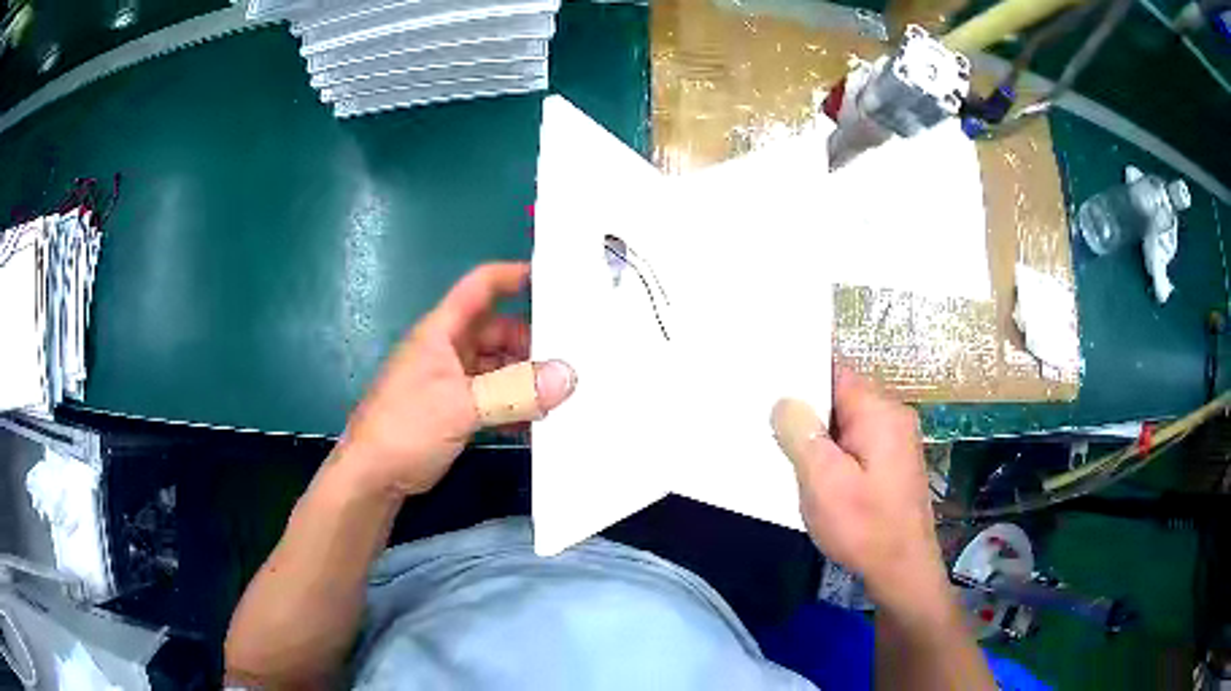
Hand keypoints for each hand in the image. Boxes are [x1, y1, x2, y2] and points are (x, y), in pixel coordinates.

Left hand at [335, 262, 574, 497]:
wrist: (372, 477)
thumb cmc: (407, 428)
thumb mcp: (462, 406)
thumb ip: (514, 392)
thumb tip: (568, 377)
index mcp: (442, 332)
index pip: (480, 287)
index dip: (511, 276)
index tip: (552, 277)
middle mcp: (447, 350)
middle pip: (496, 331)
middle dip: (529, 341)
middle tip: (569, 358)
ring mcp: (450, 381)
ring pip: (496, 367)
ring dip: (523, 379)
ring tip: (558, 395)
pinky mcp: (452, 410)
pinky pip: (491, 397)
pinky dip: (512, 405)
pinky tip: (534, 423)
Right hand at [771, 367, 947, 614]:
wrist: (901, 571)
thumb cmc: (863, 526)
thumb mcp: (823, 481)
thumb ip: (801, 434)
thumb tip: (785, 400)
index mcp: (879, 412)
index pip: (835, 374)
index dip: (800, 378)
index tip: (766, 388)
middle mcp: (892, 417)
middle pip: (840, 398)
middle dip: (807, 413)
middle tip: (768, 428)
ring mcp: (895, 441)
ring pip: (846, 424)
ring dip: (819, 438)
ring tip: (785, 453)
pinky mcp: (892, 464)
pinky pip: (856, 444)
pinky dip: (834, 454)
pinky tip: (814, 476)